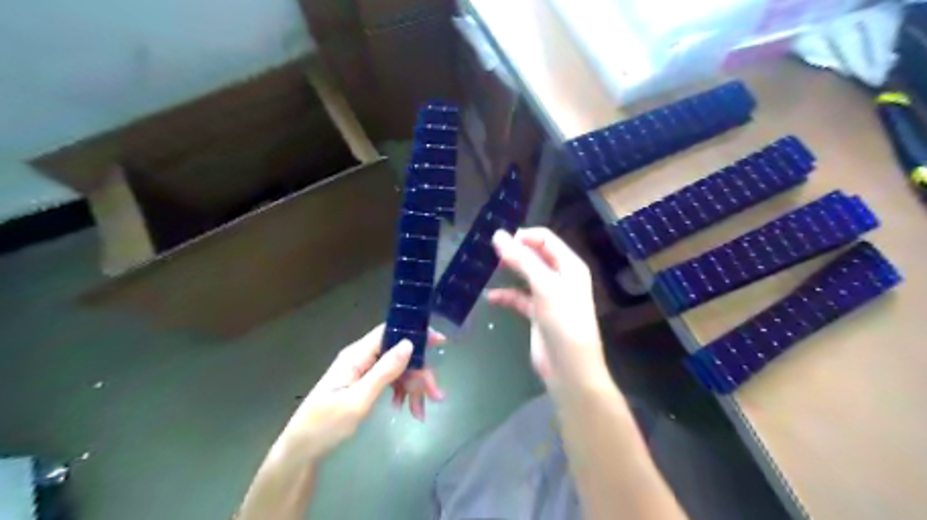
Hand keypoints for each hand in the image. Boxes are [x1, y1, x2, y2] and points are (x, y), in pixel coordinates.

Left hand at [278, 326, 444, 462]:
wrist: (301, 450)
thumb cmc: (325, 425)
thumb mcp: (357, 401)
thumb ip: (384, 372)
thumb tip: (409, 344)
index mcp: (357, 355)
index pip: (390, 332)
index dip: (416, 334)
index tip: (440, 342)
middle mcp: (361, 358)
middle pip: (399, 354)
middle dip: (419, 373)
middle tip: (436, 396)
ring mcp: (362, 371)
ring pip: (397, 369)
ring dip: (413, 387)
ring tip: (421, 412)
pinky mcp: (363, 383)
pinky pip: (390, 381)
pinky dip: (402, 393)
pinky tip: (407, 408)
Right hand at [489, 227, 612, 389]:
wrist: (569, 369)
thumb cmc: (563, 322)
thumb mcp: (544, 287)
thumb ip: (522, 260)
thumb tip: (498, 235)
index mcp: (570, 266)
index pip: (545, 239)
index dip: (523, 237)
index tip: (500, 242)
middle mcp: (561, 277)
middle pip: (535, 255)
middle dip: (515, 252)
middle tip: (491, 252)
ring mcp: (549, 296)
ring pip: (526, 275)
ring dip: (510, 271)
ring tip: (489, 269)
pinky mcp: (538, 313)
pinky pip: (519, 297)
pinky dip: (506, 295)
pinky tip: (491, 297)